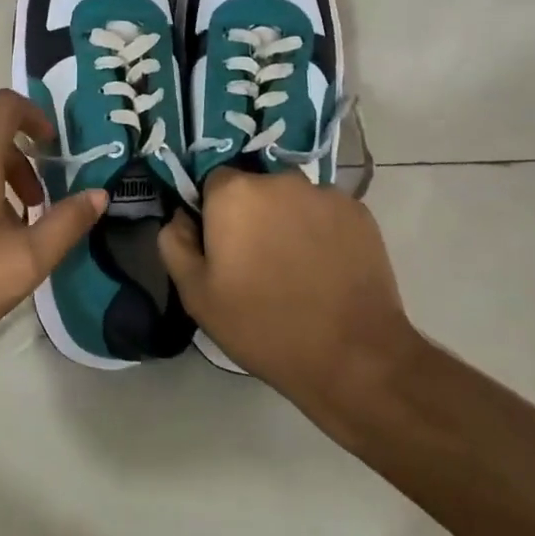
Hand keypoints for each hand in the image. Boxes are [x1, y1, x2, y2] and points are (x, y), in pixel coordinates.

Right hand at [158, 169, 418, 434]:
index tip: (222, 247)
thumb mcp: (197, 295)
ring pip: (292, 199)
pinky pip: (326, 213)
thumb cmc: (263, 325)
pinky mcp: (359, 212)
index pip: (212, 182)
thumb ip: (175, 243)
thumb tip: (181, 216)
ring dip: (288, 221)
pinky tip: (326, 270)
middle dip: (252, 214)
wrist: (352, 357)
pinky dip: (322, 232)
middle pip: (255, 187)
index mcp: (234, 193)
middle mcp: (279, 179)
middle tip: (258, 261)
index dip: (213, 212)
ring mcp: (324, 193)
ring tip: (296, 269)